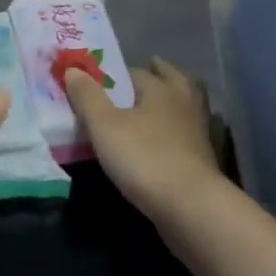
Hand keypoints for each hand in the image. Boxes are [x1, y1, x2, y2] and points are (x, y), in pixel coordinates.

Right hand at [65, 56, 223, 219]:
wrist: (190, 207)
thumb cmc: (144, 158)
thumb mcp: (104, 126)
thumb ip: (87, 96)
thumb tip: (72, 68)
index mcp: (161, 88)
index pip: (137, 71)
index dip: (118, 74)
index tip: (104, 81)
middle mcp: (183, 102)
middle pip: (173, 80)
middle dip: (159, 75)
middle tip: (146, 74)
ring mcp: (198, 131)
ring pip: (185, 105)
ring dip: (172, 102)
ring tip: (152, 108)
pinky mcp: (203, 159)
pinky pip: (187, 134)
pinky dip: (176, 131)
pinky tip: (163, 142)